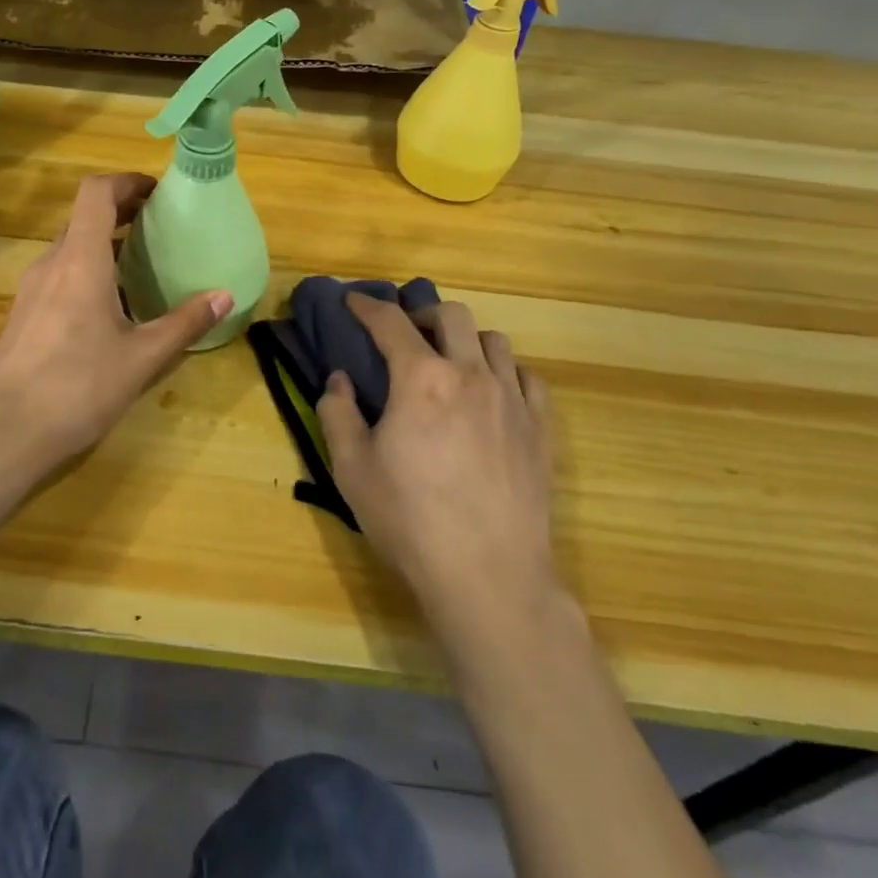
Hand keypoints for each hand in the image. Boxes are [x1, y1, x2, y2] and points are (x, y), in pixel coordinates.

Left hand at [0, 173, 231, 478]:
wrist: (2, 435)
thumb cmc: (77, 388)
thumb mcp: (141, 358)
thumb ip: (184, 323)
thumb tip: (224, 297)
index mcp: (80, 260)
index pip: (96, 193)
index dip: (126, 182)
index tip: (157, 192)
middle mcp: (51, 263)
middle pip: (84, 217)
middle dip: (122, 212)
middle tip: (159, 227)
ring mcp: (30, 289)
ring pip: (70, 247)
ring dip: (104, 244)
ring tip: (140, 265)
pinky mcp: (22, 314)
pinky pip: (59, 274)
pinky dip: (87, 270)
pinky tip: (108, 307)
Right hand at [319, 294, 559, 633]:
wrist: (489, 576)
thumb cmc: (410, 520)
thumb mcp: (351, 469)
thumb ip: (337, 413)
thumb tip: (339, 379)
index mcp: (421, 379)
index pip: (390, 322)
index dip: (368, 306)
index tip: (354, 301)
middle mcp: (470, 375)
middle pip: (451, 315)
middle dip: (423, 314)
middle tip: (407, 335)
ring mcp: (512, 399)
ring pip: (493, 340)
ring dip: (466, 340)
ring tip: (452, 362)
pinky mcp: (540, 429)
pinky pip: (528, 377)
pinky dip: (506, 372)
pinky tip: (494, 392)